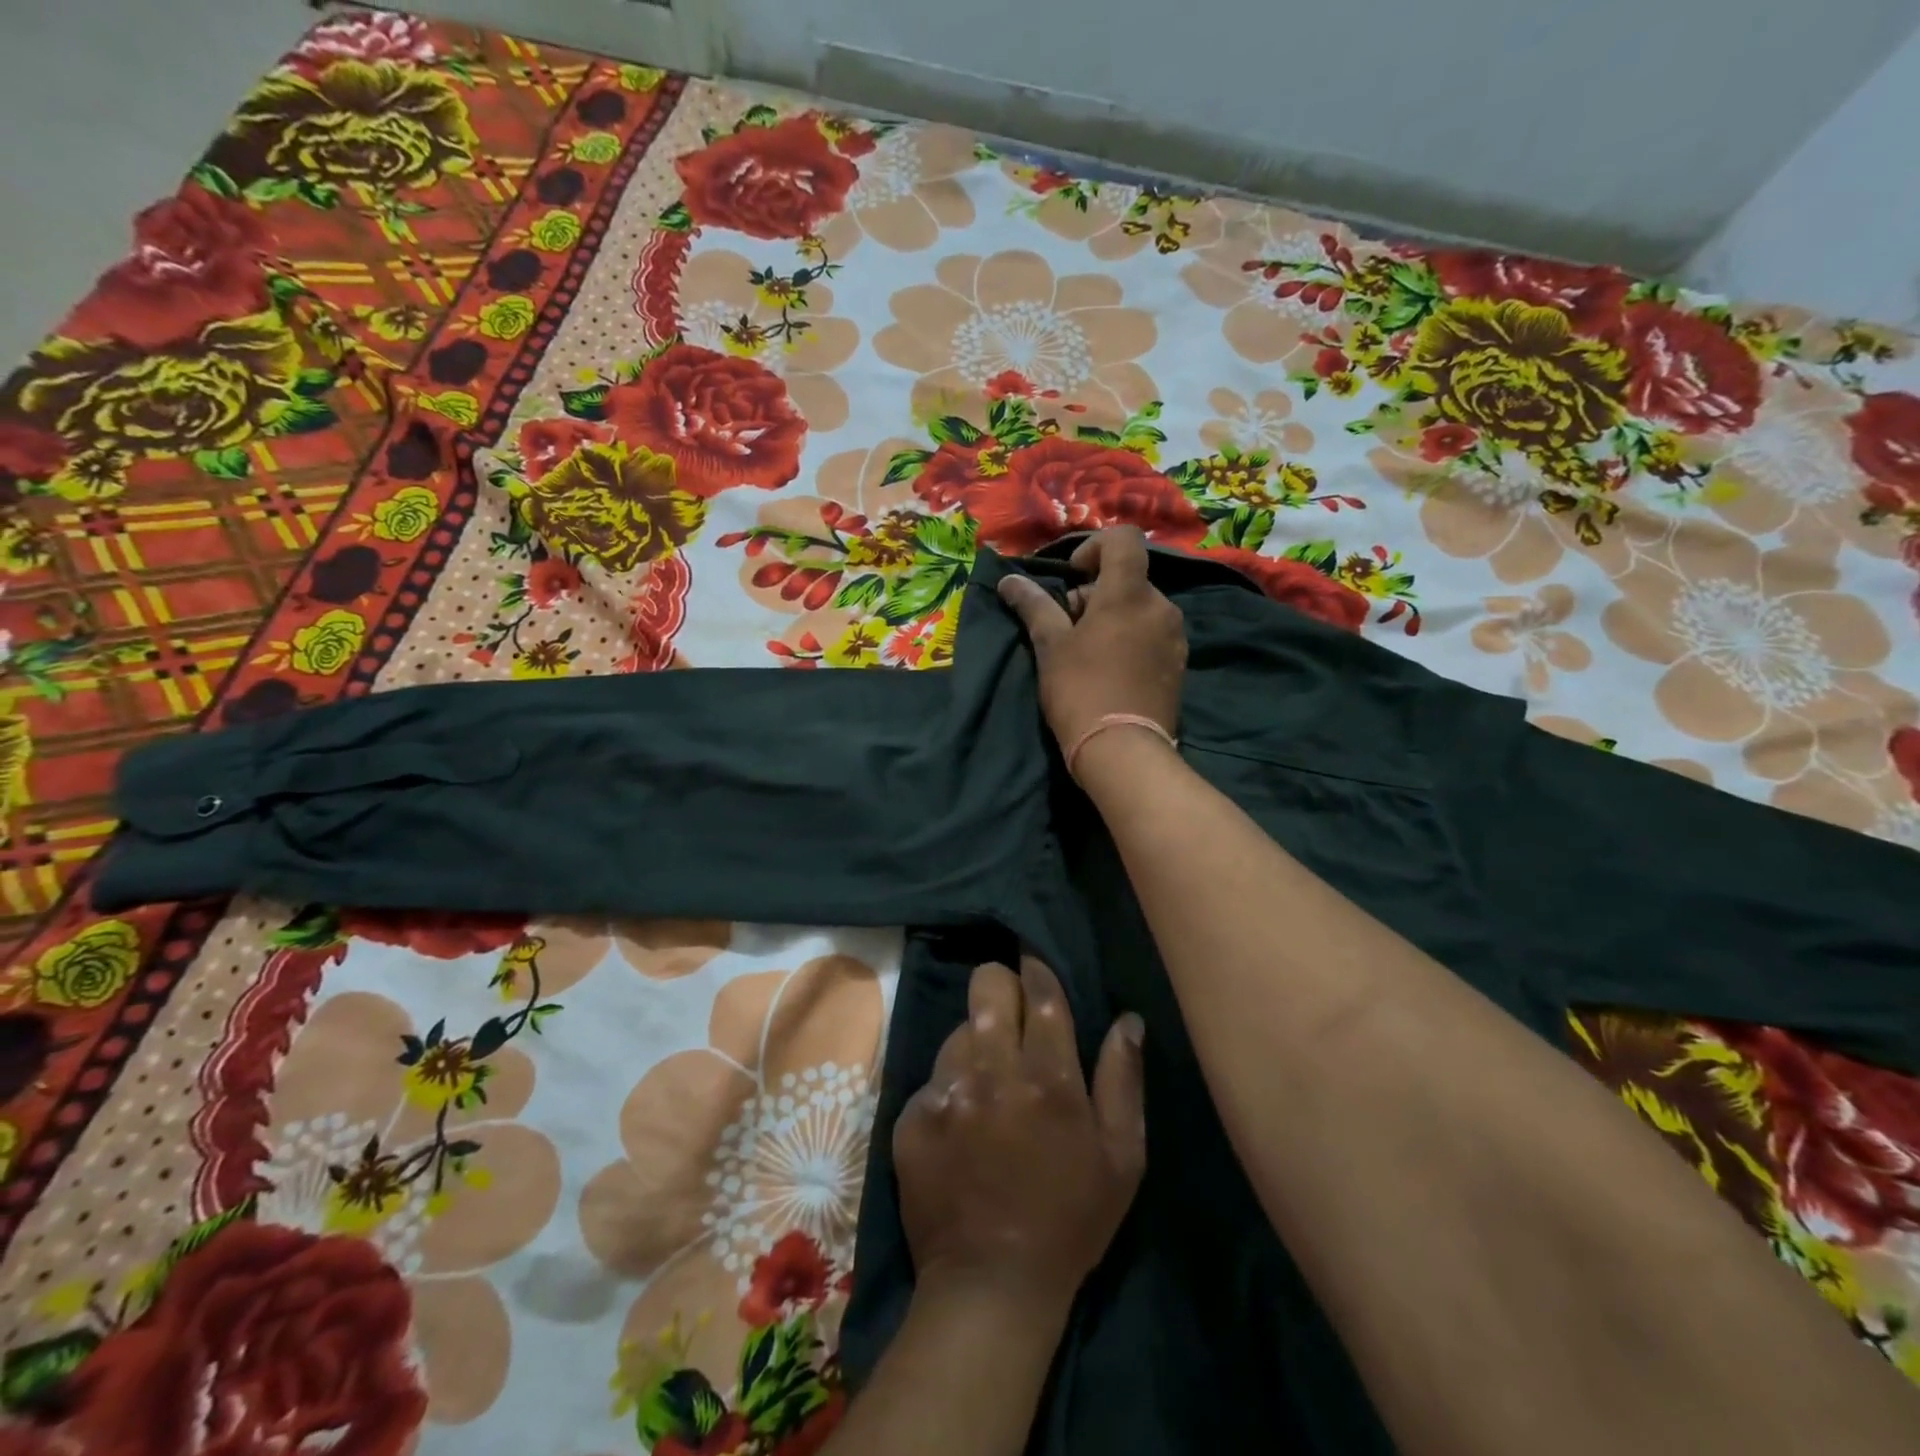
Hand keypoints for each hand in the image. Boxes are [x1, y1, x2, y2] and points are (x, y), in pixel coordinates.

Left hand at [893, 957, 1145, 1310]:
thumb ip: (1123, 1080)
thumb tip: (1127, 1020)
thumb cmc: (1070, 1221)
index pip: (1040, 992)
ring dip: (975, 1042)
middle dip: (999, 986)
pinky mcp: (911, 1117)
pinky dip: (949, 1087)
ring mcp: (946, 1093)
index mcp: (1049, 1078)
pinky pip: (933, 1077)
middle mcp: (992, 1072)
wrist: (990, 1286)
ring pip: (958, 1030)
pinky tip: (961, 1120)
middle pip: (986, 986)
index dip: (1037, 970)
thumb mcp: (1122, 1158)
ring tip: (987, 1078)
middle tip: (1010, 1012)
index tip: (1036, 967)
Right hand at [996, 527, 1186, 755]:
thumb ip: (1033, 605)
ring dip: (1113, 617)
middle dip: (1096, 593)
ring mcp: (1175, 636)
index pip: (1124, 538)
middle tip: (1069, 628)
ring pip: (1140, 608)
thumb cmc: (1081, 691)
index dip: (1094, 547)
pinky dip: (1131, 639)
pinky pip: (1152, 634)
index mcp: (1130, 593)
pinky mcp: (1179, 664)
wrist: (1123, 752)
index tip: (1072, 577)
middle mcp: (1161, 606)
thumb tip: (1009, 580)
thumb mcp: (1050, 646)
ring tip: (1088, 654)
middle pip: (1128, 578)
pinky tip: (1111, 672)